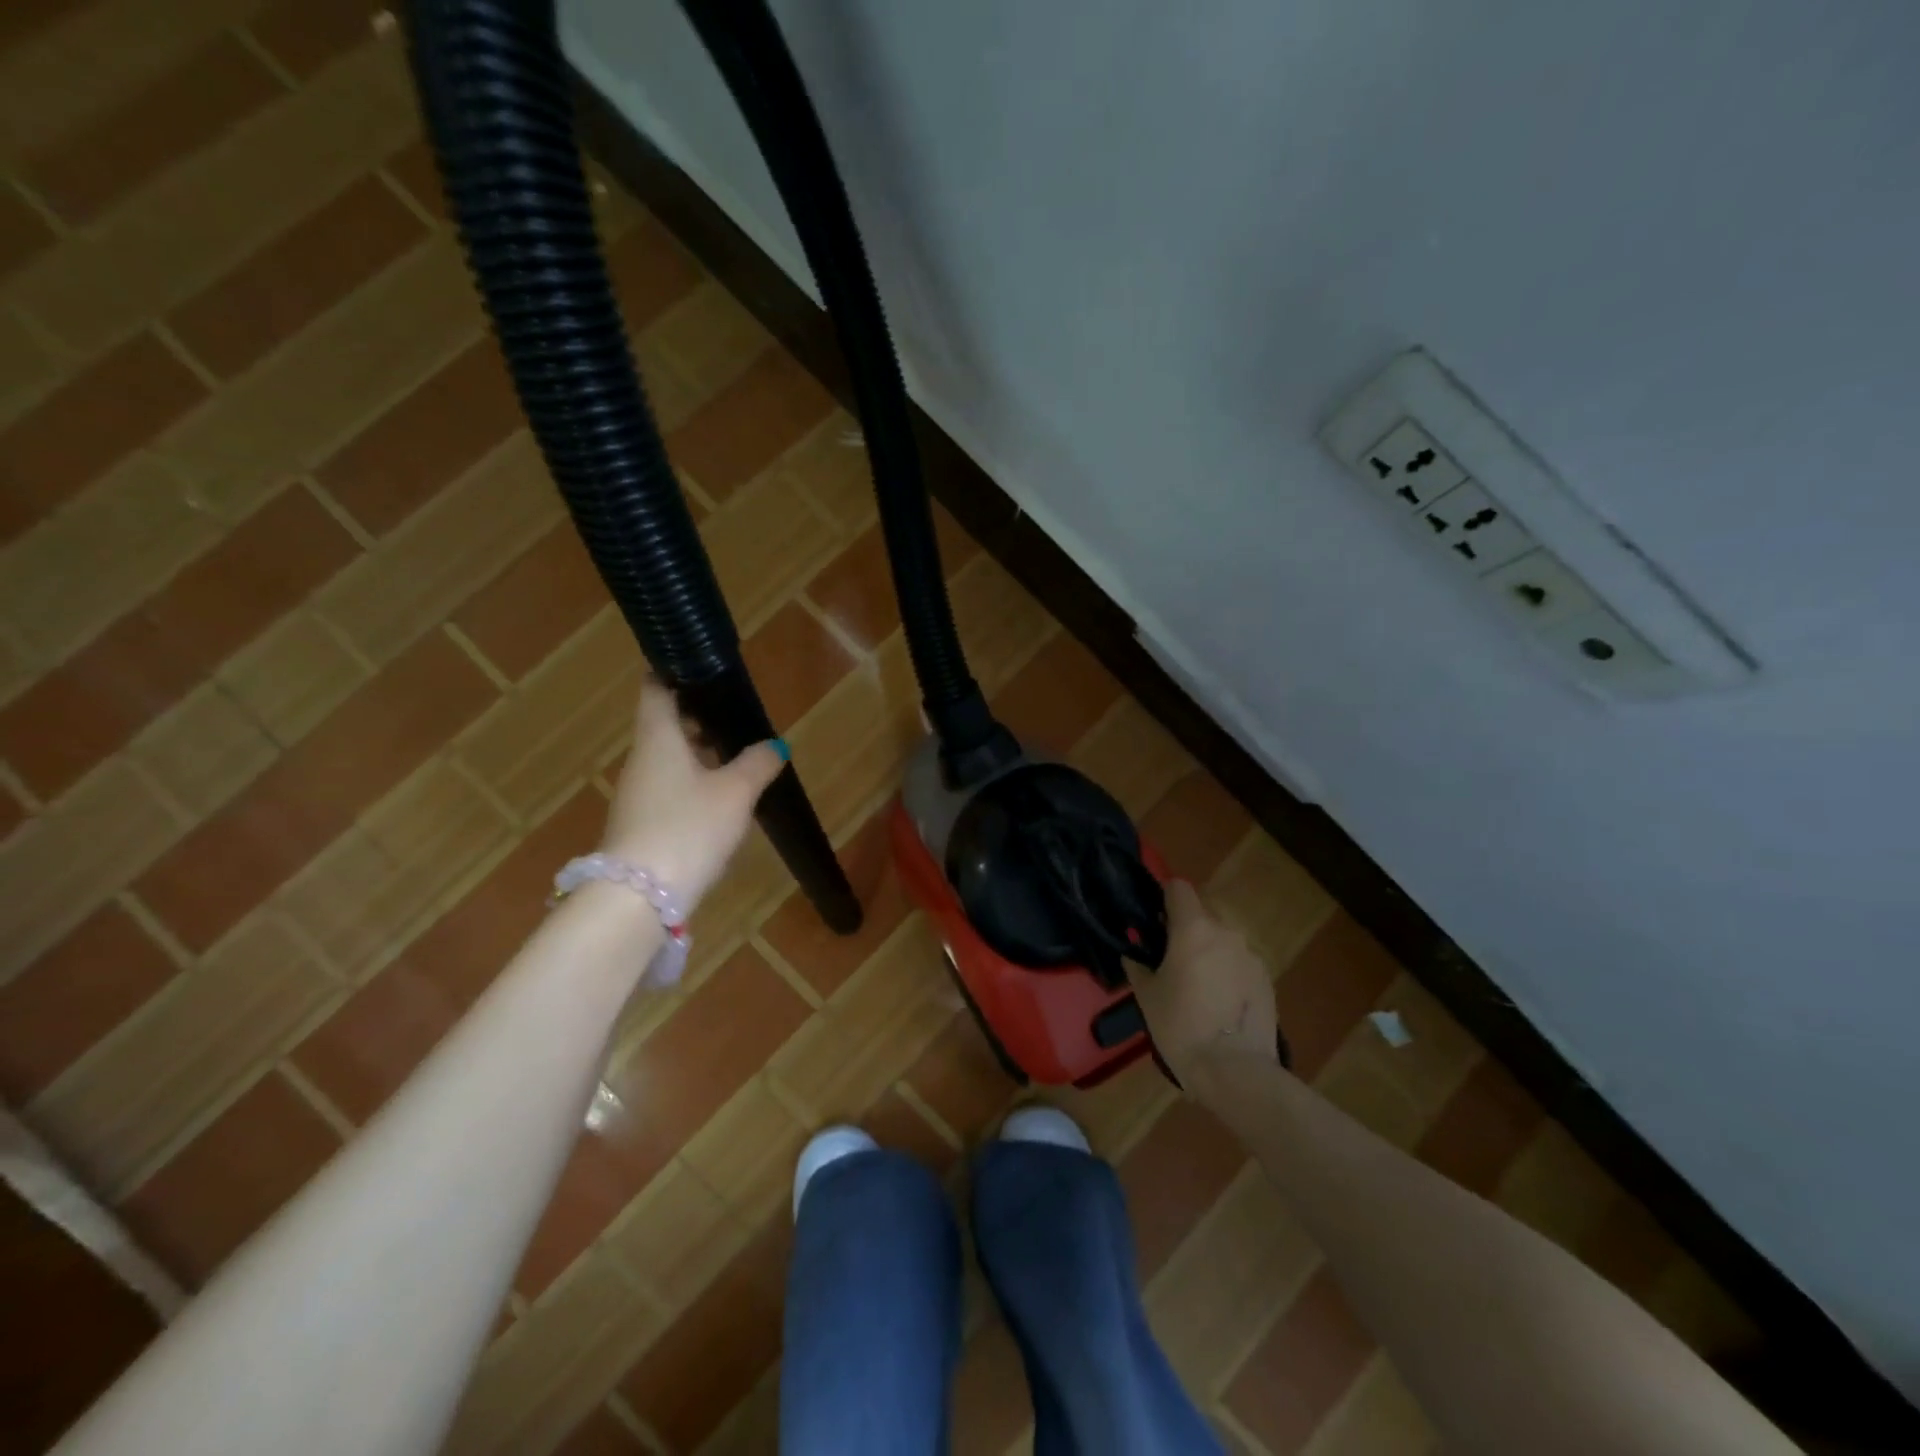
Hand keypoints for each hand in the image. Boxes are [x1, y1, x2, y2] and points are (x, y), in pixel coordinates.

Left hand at [598, 683, 787, 910]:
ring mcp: (637, 794)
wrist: (638, 898)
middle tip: (736, 717)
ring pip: (669, 759)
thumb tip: (774, 746)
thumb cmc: (688, 828)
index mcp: (658, 738)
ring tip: (737, 757)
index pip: (656, 688)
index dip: (675, 672)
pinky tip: (720, 799)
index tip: (704, 669)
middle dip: (700, 719)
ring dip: (699, 754)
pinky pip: (669, 789)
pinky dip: (693, 783)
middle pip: (666, 725)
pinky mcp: (641, 824)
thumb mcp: (735, 793)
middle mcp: (642, 760)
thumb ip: (757, 764)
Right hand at [1129, 880, 1278, 1088]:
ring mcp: (1251, 955)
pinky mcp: (1267, 979)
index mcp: (1193, 928)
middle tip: (1171, 962)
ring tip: (1198, 989)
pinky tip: (1221, 1005)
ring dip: (1209, 953)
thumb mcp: (1146, 995)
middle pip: (1202, 916)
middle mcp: (1226, 932)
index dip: (1164, 898)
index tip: (1154, 921)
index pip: (1179, 887)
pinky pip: (1239, 964)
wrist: (1234, 1070)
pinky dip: (1228, 974)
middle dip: (1186, 931)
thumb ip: (1138, 965)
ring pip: (1222, 942)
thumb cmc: (1180, 1026)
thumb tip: (1134, 952)